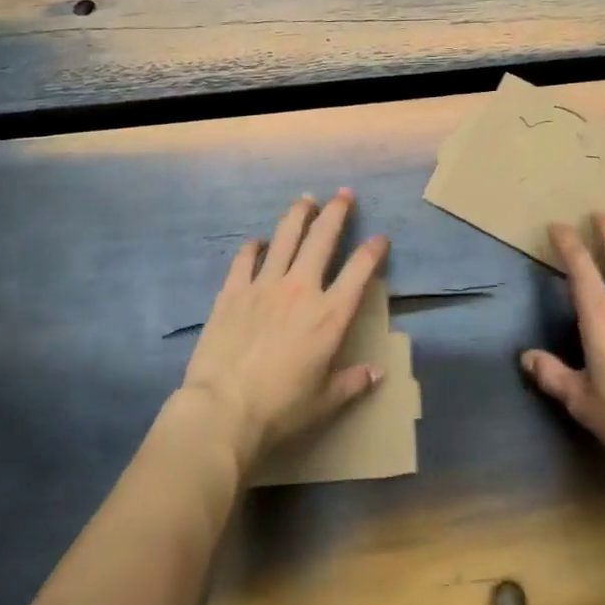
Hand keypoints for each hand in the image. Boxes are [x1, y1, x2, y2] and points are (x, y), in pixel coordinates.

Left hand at [181, 189, 389, 473]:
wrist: (223, 410)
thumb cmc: (280, 409)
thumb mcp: (324, 402)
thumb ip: (352, 382)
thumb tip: (377, 373)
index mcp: (329, 315)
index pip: (360, 270)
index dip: (373, 250)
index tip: (380, 238)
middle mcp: (301, 288)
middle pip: (322, 237)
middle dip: (337, 211)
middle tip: (344, 194)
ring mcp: (265, 284)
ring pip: (286, 236)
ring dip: (298, 214)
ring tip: (306, 200)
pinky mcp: (234, 290)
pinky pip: (246, 257)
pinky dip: (254, 246)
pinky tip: (258, 241)